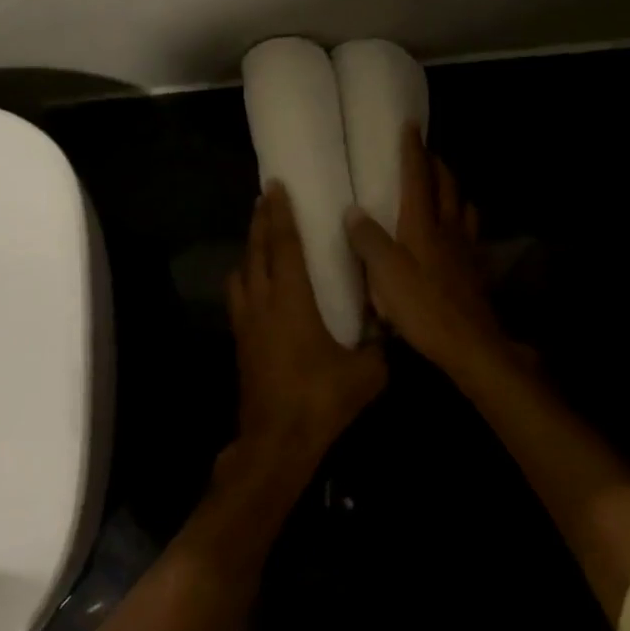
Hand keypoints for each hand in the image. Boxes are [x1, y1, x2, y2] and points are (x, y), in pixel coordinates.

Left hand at [227, 183, 386, 473]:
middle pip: (255, 251)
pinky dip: (246, 279)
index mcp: (291, 301)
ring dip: (249, 250)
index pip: (283, 245)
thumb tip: (390, 329)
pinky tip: (257, 286)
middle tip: (265, 198)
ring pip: (241, 273)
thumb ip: (380, 347)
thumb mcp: (365, 374)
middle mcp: (262, 303)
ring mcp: (246, 324)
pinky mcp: (240, 343)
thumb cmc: (320, 401)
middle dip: (260, 222)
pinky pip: (239, 297)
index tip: (276, 187)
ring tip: (261, 239)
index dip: (280, 214)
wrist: (275, 443)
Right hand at [344, 125, 521, 382]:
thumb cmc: (423, 307)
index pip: (417, 177)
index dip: (413, 150)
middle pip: (446, 186)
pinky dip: (463, 220)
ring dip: (453, 190)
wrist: (470, 344)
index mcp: (422, 224)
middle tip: (426, 154)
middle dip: (436, 165)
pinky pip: (470, 233)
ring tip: (444, 187)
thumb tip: (353, 210)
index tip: (410, 125)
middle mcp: (447, 228)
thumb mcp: (385, 274)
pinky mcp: (474, 270)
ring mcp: (465, 248)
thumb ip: (368, 240)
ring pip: (462, 207)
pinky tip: (458, 232)